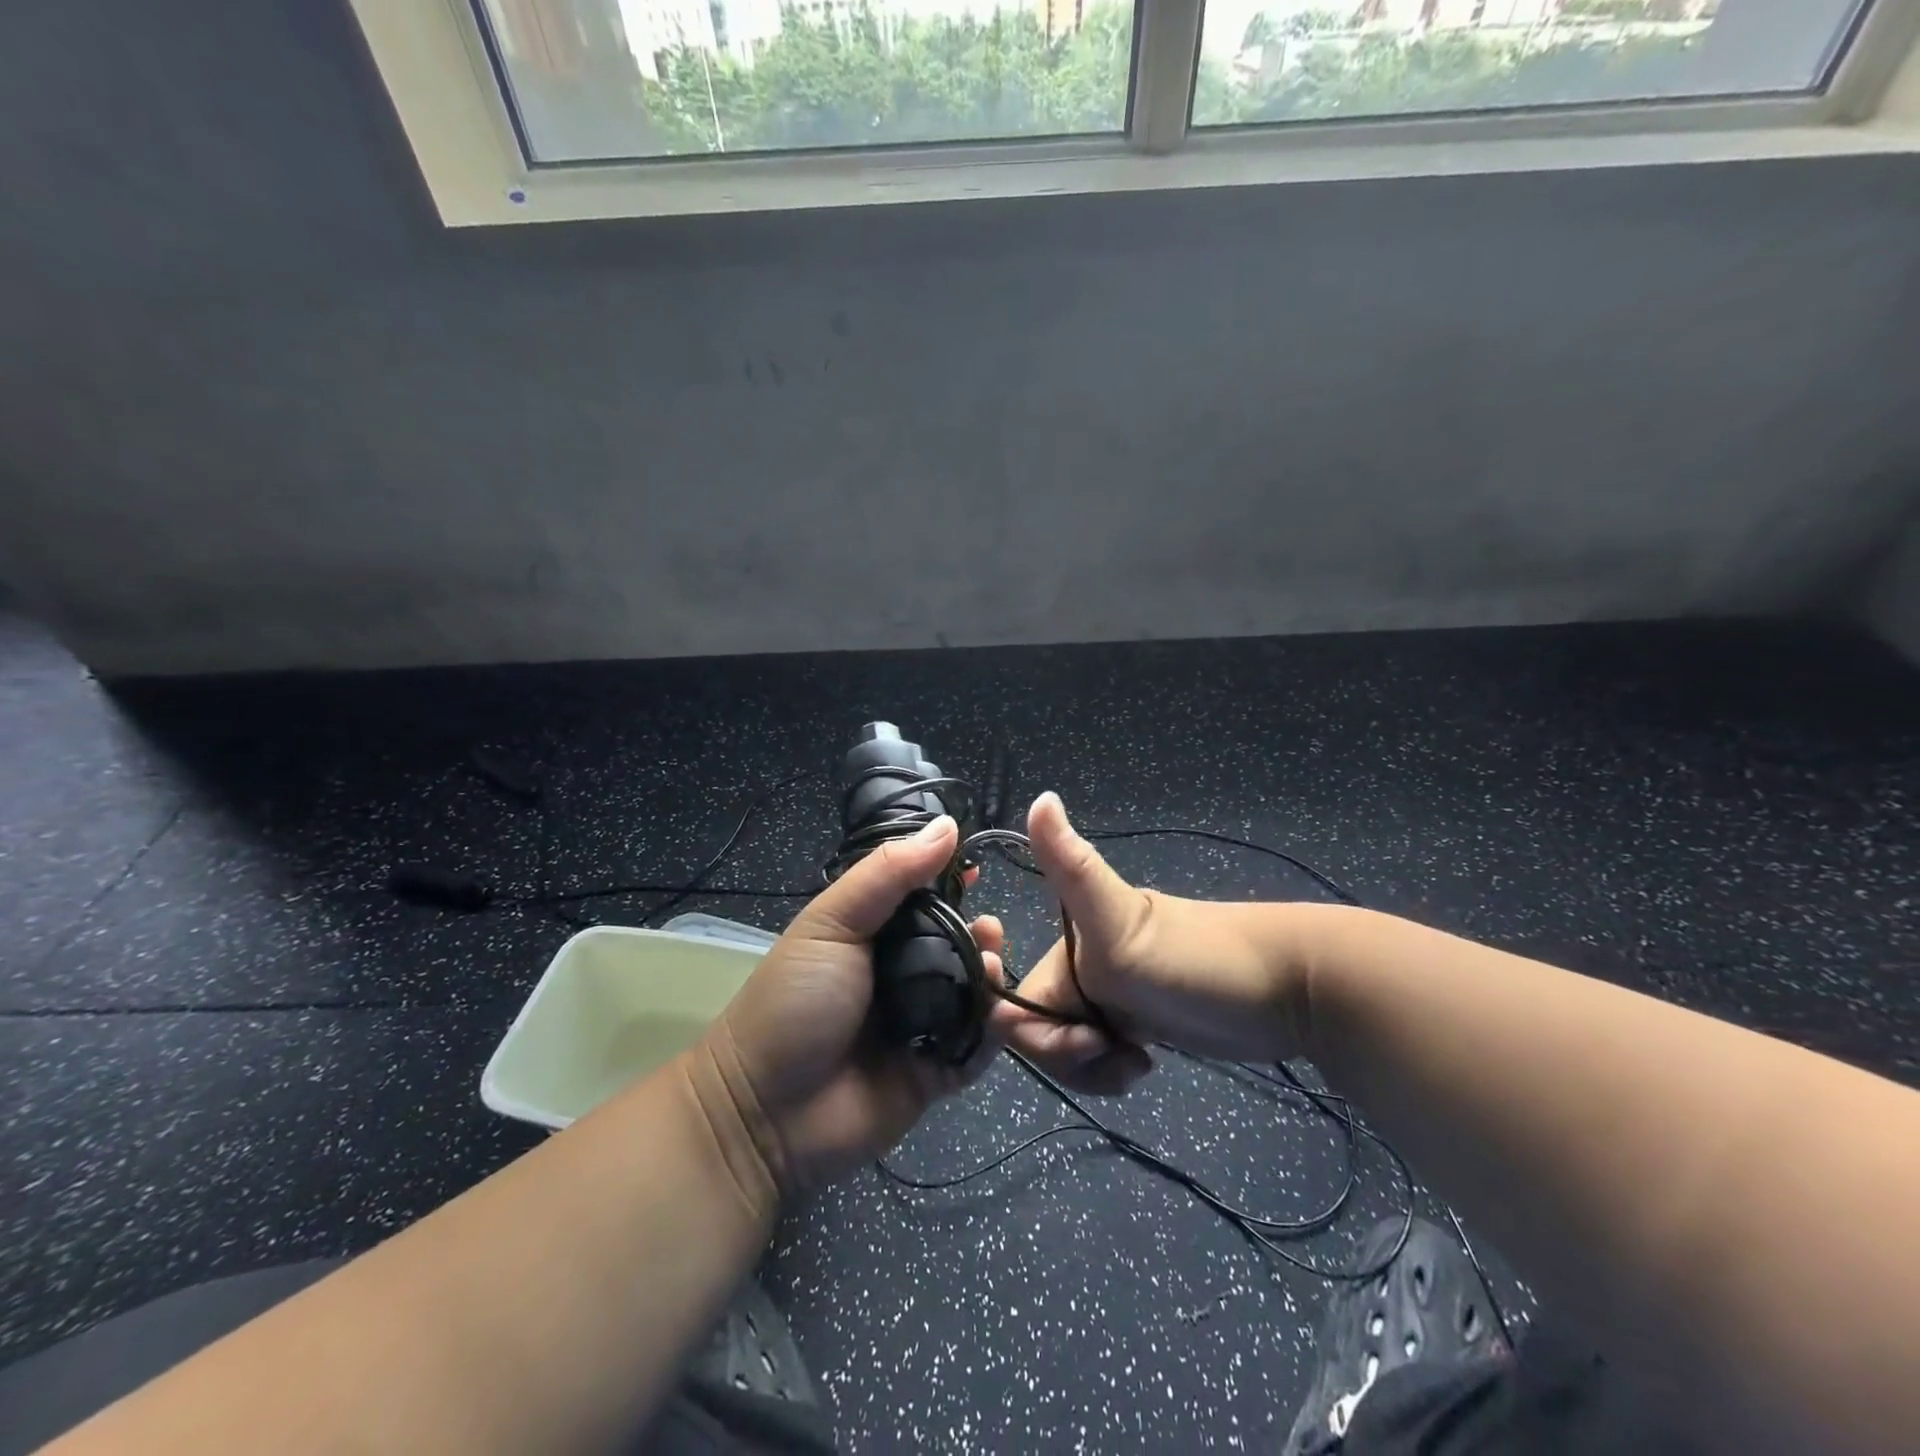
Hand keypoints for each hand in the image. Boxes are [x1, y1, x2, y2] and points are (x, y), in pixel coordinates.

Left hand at [693, 815, 1002, 1197]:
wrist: (765, 1113)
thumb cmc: (795, 1001)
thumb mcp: (833, 922)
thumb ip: (889, 874)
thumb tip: (948, 826)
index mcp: (873, 934)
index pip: (923, 897)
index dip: (952, 881)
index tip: (979, 868)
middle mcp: (900, 974)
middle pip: (956, 944)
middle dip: (979, 932)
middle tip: (989, 931)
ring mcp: (919, 1024)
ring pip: (973, 993)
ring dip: (990, 977)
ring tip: (988, 968)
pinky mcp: (935, 1072)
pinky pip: (976, 1048)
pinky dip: (992, 1033)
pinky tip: (995, 1016)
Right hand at [989, 793, 1310, 1092]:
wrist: (1284, 987)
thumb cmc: (1195, 957)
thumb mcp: (1120, 920)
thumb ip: (1072, 866)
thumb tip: (1041, 795)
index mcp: (1067, 945)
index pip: (1015, 1000)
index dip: (1030, 1029)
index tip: (1078, 1038)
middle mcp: (1081, 967)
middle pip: (1039, 1029)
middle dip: (1067, 1054)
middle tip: (1111, 1049)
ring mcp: (1110, 996)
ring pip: (1068, 1046)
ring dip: (1091, 1068)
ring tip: (1136, 1062)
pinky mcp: (1137, 1021)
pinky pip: (1099, 1054)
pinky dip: (1110, 1068)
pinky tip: (1144, 1063)